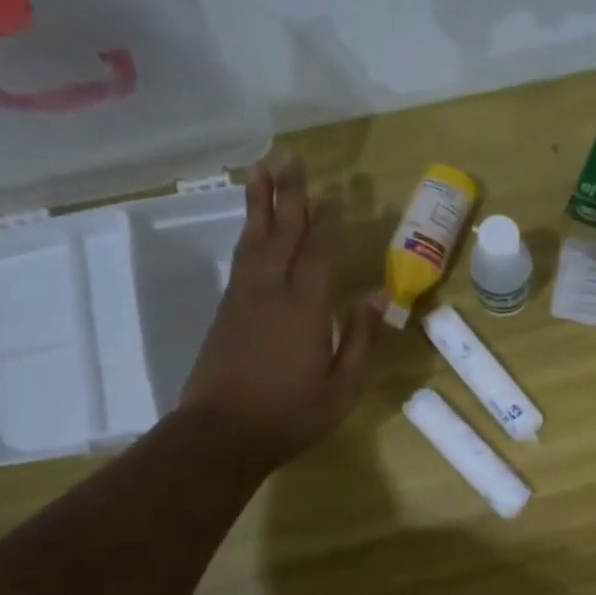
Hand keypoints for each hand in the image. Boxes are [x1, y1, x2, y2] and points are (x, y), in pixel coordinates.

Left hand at [179, 161, 385, 466]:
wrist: (219, 435)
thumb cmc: (291, 414)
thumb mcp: (342, 385)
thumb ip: (360, 337)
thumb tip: (376, 295)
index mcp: (304, 307)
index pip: (319, 251)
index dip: (329, 221)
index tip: (337, 192)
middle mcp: (270, 291)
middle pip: (281, 233)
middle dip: (290, 195)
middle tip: (292, 159)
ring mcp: (243, 298)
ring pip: (253, 239)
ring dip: (261, 204)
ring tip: (262, 171)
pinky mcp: (226, 311)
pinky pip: (241, 259)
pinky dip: (248, 234)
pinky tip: (252, 228)